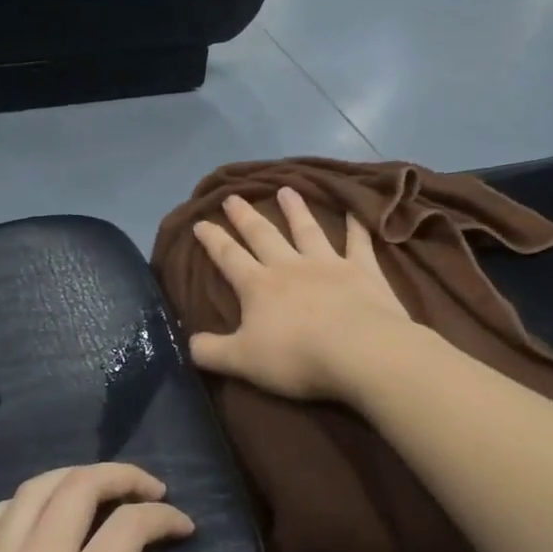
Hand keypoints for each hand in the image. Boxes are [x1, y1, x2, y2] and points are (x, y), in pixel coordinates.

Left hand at [0, 463, 192, 551]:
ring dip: (75, 477)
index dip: (164, 517)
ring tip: (100, 489)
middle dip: (124, 476)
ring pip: (34, 489)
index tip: (185, 528)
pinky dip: (23, 501)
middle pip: (80, 487)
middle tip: (151, 491)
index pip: (128, 527)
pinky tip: (36, 517)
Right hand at [189, 186, 415, 402]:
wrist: (360, 352)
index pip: (229, 257)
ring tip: (286, 190)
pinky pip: (358, 242)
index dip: (212, 239)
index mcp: (258, 286)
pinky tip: (355, 211)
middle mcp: (290, 266)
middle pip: (263, 235)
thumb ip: (211, 352)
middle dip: (245, 216)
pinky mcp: (363, 270)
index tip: (200, 222)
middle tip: (233, 196)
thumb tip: (189, 343)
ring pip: (307, 230)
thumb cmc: (297, 357)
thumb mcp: (242, 361)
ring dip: (295, 210)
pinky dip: (356, 226)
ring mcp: (328, 264)